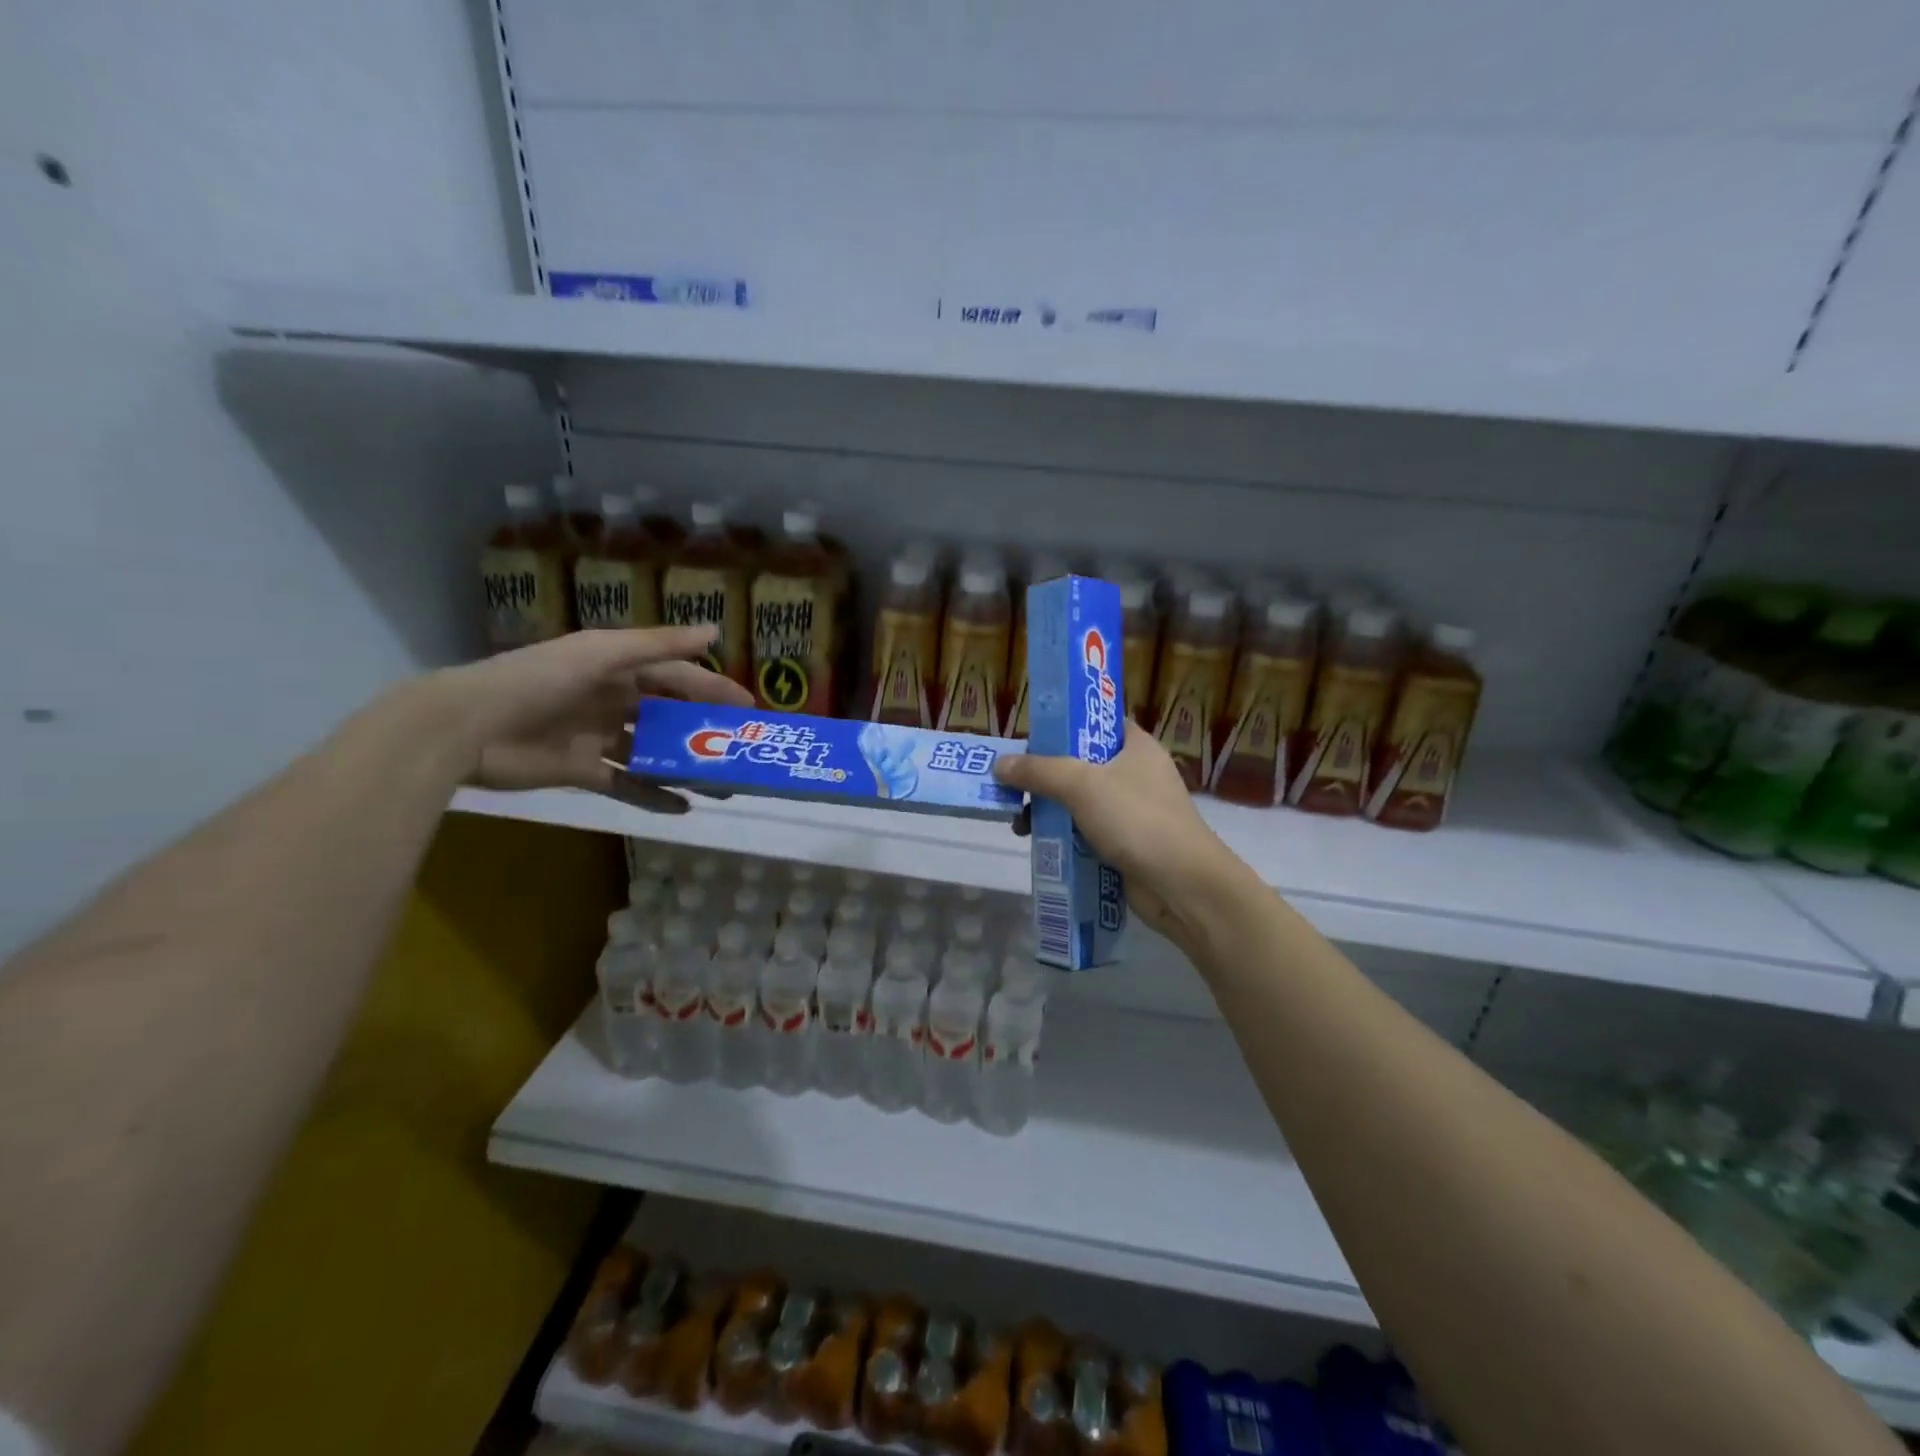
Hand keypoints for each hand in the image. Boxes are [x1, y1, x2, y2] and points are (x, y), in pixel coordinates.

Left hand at [434, 627, 752, 807]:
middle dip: (703, 730)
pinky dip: (653, 796)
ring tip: (721, 782)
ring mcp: (596, 737)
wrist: (467, 727)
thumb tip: (714, 633)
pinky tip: (684, 807)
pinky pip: (627, 784)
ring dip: (685, 766)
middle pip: (668, 715)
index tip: (748, 707)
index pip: (675, 676)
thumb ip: (657, 646)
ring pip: (652, 752)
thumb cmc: (537, 679)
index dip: (712, 688)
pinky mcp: (581, 771)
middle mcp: (610, 699)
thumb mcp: (601, 654)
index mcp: (615, 667)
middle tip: (740, 748)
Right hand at [992, 722, 1247, 947]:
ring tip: (1019, 825)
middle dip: (1043, 777)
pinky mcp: (1125, 843)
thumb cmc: (1136, 820)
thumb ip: (1039, 771)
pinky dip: (1063, 836)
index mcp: (1135, 746)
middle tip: (1012, 788)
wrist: (1182, 885)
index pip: (1095, 722)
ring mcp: (1131, 811)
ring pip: (1078, 801)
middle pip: (1079, 764)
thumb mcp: (1082, 785)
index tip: (1028, 741)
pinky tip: (1039, 845)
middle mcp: (1135, 773)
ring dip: (1047, 810)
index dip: (1061, 727)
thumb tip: (1000, 765)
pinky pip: (1085, 831)